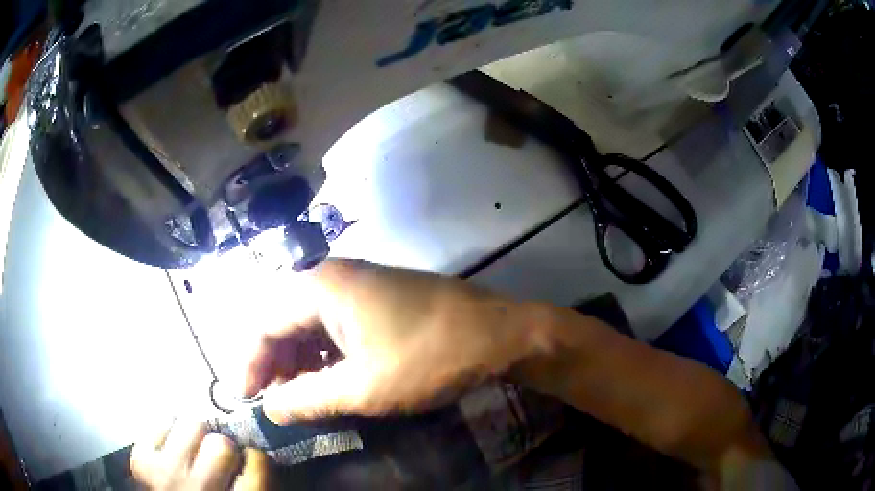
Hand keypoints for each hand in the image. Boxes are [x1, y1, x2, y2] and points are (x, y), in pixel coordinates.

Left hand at [130, 420, 269, 489]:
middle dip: (221, 447)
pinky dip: (168, 432)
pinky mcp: (141, 459)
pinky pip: (162, 423)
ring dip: (194, 435)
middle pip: (221, 444)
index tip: (247, 460)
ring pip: (192, 424)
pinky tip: (170, 451)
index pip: (257, 462)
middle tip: (215, 458)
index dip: (254, 458)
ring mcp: (166, 474)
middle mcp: (201, 490)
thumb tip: (257, 451)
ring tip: (191, 451)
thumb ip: (254, 481)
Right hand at [244, 259, 542, 423]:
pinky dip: (325, 354)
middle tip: (275, 403)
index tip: (246, 399)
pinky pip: (335, 324)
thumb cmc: (428, 358)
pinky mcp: (378, 297)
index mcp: (320, 286)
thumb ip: (308, 398)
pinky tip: (330, 379)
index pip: (264, 324)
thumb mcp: (362, 388)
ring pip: (310, 323)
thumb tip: (270, 409)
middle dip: (275, 364)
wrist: (499, 333)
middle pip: (284, 320)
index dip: (250, 364)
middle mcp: (333, 276)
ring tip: (300, 397)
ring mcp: (359, 284)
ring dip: (300, 361)